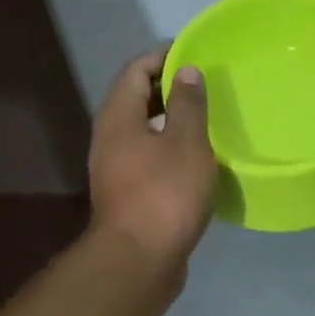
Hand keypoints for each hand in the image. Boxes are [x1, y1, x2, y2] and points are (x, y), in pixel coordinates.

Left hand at [89, 47, 217, 271]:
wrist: (140, 260)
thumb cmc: (165, 195)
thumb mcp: (186, 142)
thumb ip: (189, 104)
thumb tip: (186, 71)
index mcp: (118, 117)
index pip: (135, 70)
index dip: (162, 56)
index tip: (194, 54)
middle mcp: (109, 139)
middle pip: (135, 101)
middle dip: (167, 89)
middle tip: (204, 87)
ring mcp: (115, 171)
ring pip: (142, 134)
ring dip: (170, 124)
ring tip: (205, 122)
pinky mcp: (128, 197)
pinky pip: (148, 161)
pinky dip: (169, 152)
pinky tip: (195, 162)